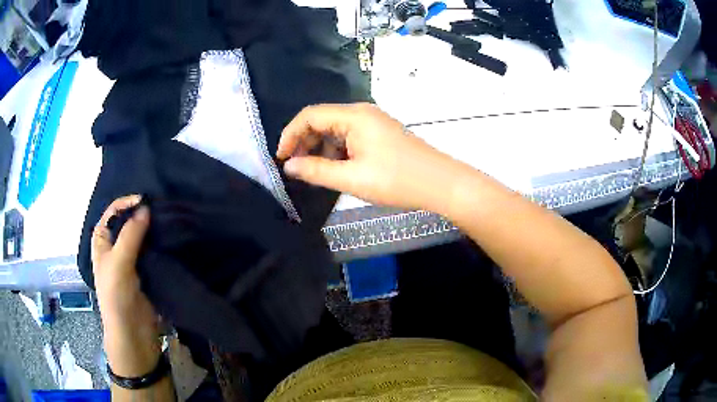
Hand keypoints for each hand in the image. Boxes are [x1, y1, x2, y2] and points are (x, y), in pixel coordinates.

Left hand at [92, 195, 160, 376]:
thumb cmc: (116, 296)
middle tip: (163, 210)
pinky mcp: (144, 271)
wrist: (132, 332)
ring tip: (170, 222)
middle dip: (143, 215)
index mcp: (102, 239)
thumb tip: (146, 207)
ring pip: (142, 236)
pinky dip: (159, 244)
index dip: (128, 203)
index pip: (114, 211)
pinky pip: (151, 251)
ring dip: (153, 229)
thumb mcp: (119, 262)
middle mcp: (115, 245)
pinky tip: (171, 239)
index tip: (148, 201)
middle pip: (128, 221)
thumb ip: (130, 234)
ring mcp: (130, 259)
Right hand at [277, 103, 461, 213]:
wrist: (441, 184)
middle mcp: (362, 113)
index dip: (290, 134)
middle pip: (322, 120)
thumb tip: (288, 166)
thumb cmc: (397, 180)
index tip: (280, 158)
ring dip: (320, 148)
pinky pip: (350, 137)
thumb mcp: (352, 178)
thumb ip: (316, 171)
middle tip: (295, 168)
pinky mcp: (380, 134)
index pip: (310, 115)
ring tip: (314, 172)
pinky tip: (335, 169)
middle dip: (304, 142)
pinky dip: (337, 151)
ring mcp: (373, 123)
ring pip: (335, 130)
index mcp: (354, 116)